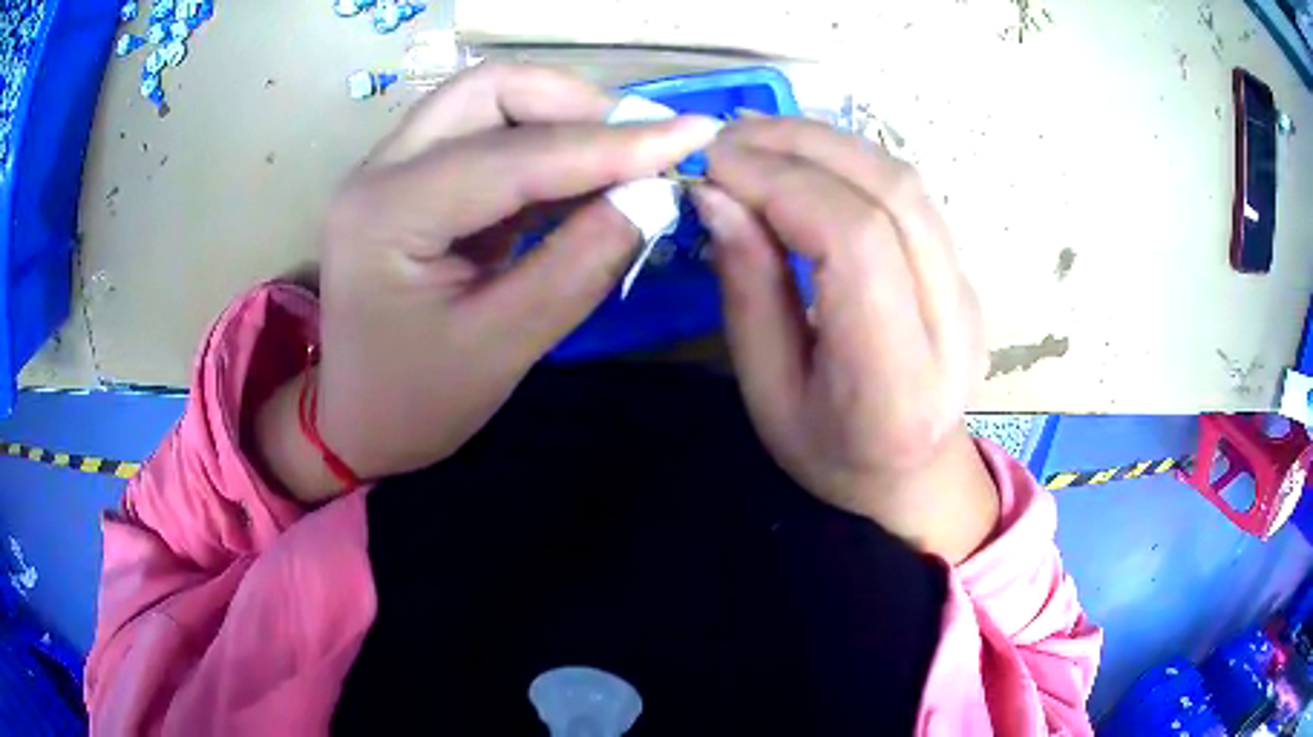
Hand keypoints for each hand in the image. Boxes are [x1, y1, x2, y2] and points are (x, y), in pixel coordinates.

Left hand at [257, 64, 719, 501]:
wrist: (355, 421)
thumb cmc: (416, 401)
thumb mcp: (501, 347)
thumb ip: (579, 266)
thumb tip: (654, 197)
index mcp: (385, 216)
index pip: (511, 156)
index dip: (609, 144)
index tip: (693, 136)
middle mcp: (379, 170)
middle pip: (490, 91)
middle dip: (577, 105)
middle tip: (644, 146)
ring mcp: (390, 167)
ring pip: (488, 101)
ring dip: (562, 116)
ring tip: (623, 157)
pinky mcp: (411, 177)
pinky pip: (485, 133)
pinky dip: (543, 143)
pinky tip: (583, 175)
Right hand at [692, 119, 997, 561]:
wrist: (910, 475)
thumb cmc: (827, 451)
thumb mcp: (766, 389)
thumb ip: (748, 288)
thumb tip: (716, 194)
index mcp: (896, 380)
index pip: (856, 241)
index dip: (782, 184)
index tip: (714, 167)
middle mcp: (951, 326)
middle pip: (890, 193)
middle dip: (801, 146)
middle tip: (727, 138)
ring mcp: (969, 292)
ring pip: (904, 181)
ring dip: (825, 142)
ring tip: (757, 137)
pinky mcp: (964, 271)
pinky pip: (909, 194)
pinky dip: (850, 160)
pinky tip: (803, 157)